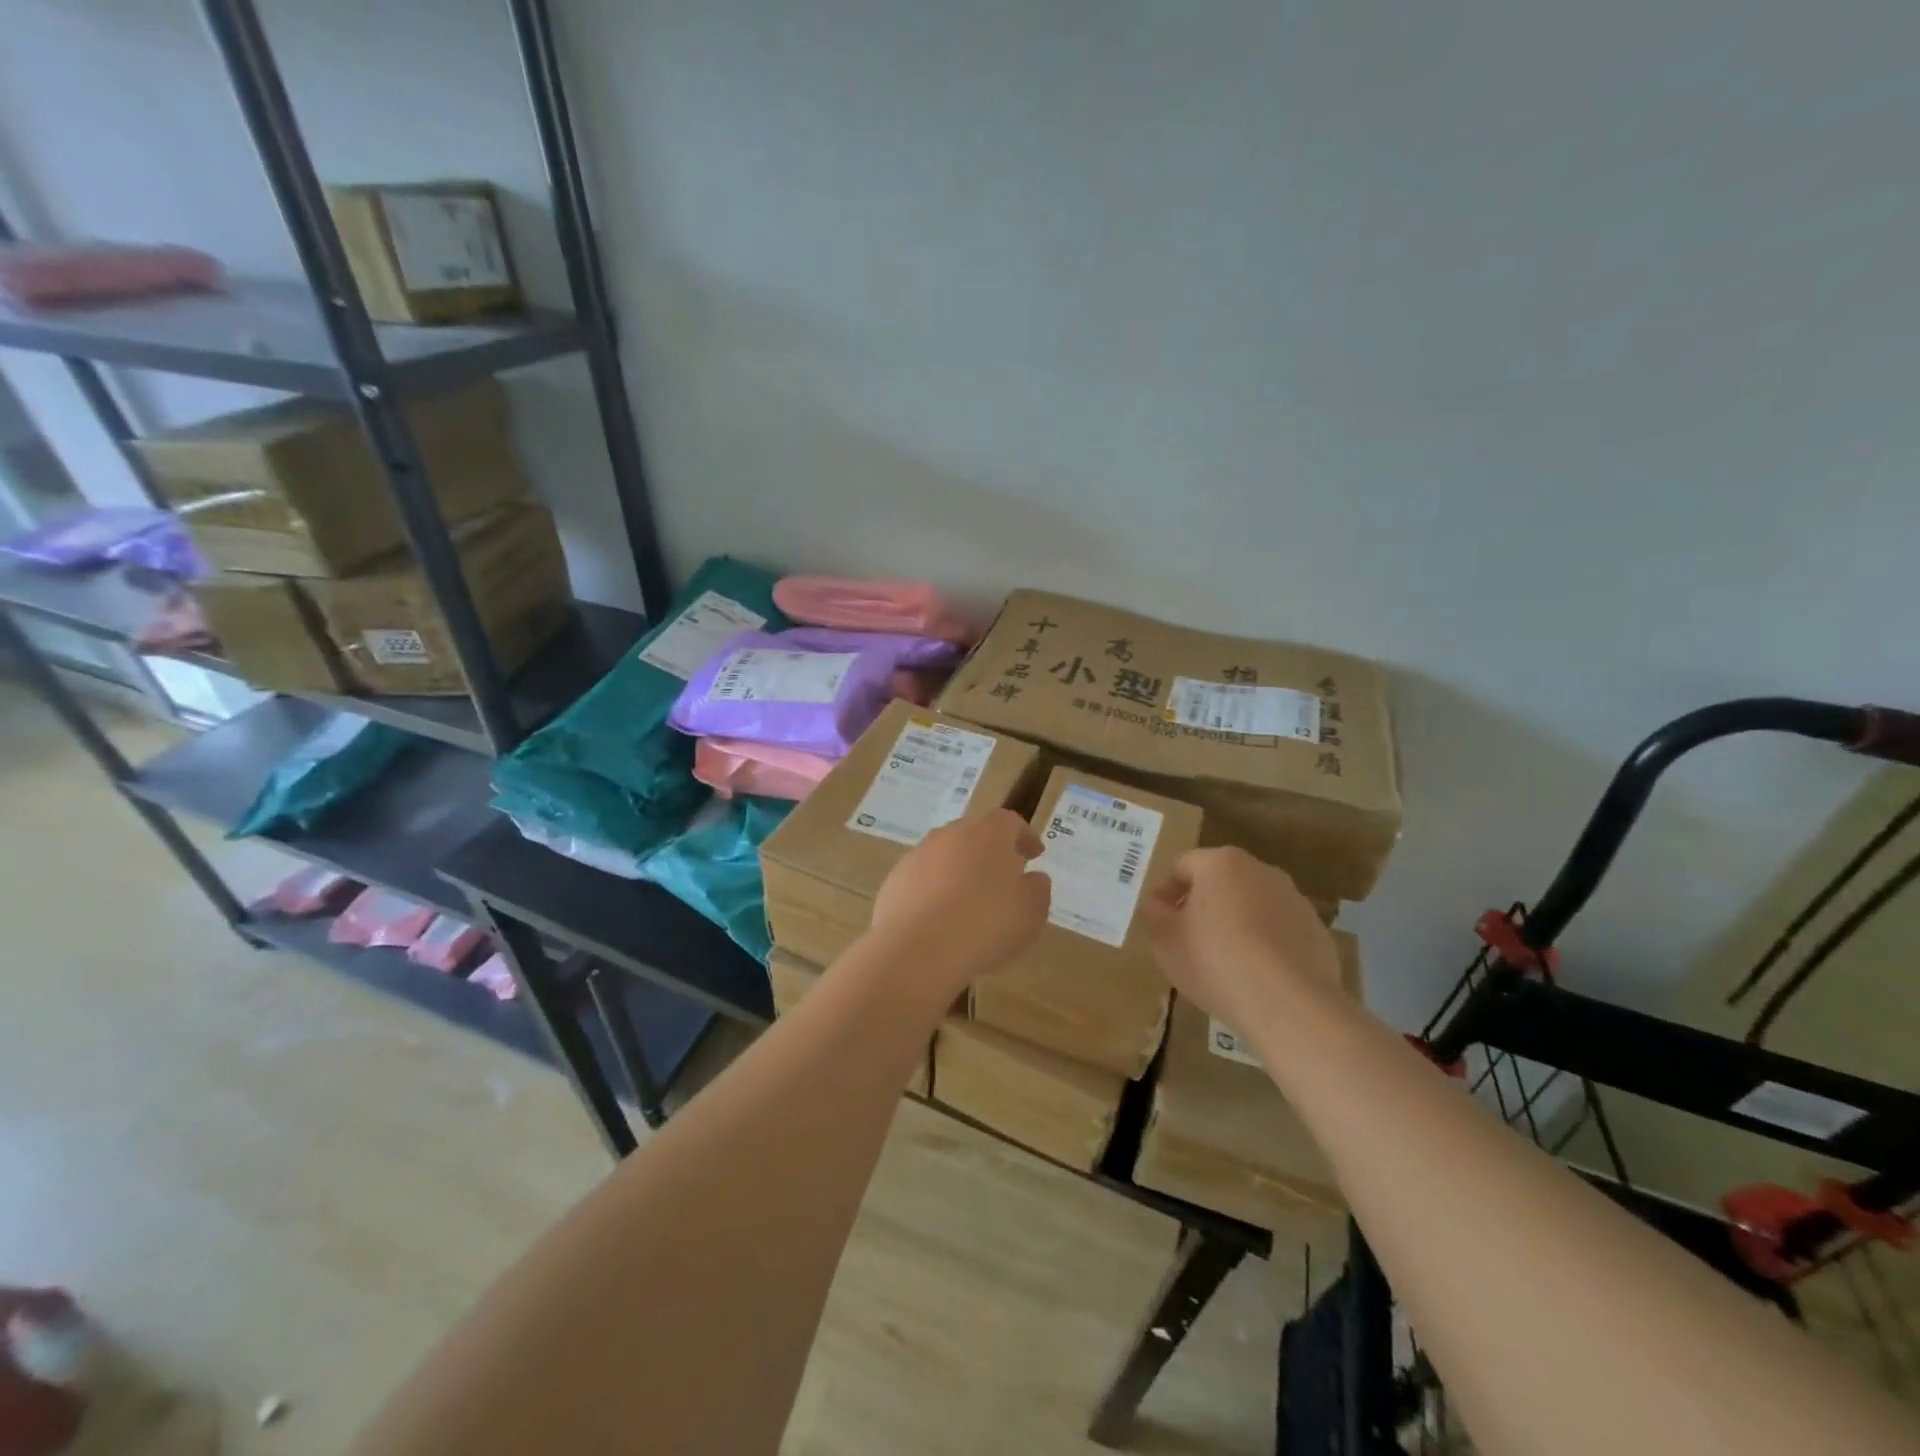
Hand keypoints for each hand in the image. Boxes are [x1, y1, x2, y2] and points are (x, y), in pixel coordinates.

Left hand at [867, 809, 1051, 1000]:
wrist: (917, 948)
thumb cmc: (986, 924)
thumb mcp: (1031, 912)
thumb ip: (1037, 889)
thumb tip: (1033, 878)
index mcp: (989, 832)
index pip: (1011, 823)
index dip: (1024, 838)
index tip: (1034, 855)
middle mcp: (951, 833)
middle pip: (975, 835)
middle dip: (990, 853)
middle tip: (1003, 878)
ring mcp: (918, 854)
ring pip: (946, 857)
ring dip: (959, 873)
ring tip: (970, 904)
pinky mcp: (895, 880)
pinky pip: (923, 880)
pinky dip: (935, 892)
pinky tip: (941, 921)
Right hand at [1142, 847, 1342, 1035]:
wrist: (1290, 1005)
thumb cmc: (1215, 962)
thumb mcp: (1164, 940)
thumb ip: (1154, 913)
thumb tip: (1157, 903)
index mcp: (1221, 864)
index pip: (1182, 866)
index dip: (1165, 893)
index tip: (1159, 922)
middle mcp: (1261, 870)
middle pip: (1221, 881)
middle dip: (1203, 905)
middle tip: (1188, 940)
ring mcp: (1294, 900)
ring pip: (1252, 905)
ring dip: (1235, 923)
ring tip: (1224, 961)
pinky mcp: (1316, 931)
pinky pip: (1279, 931)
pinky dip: (1265, 944)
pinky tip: (1256, 975)